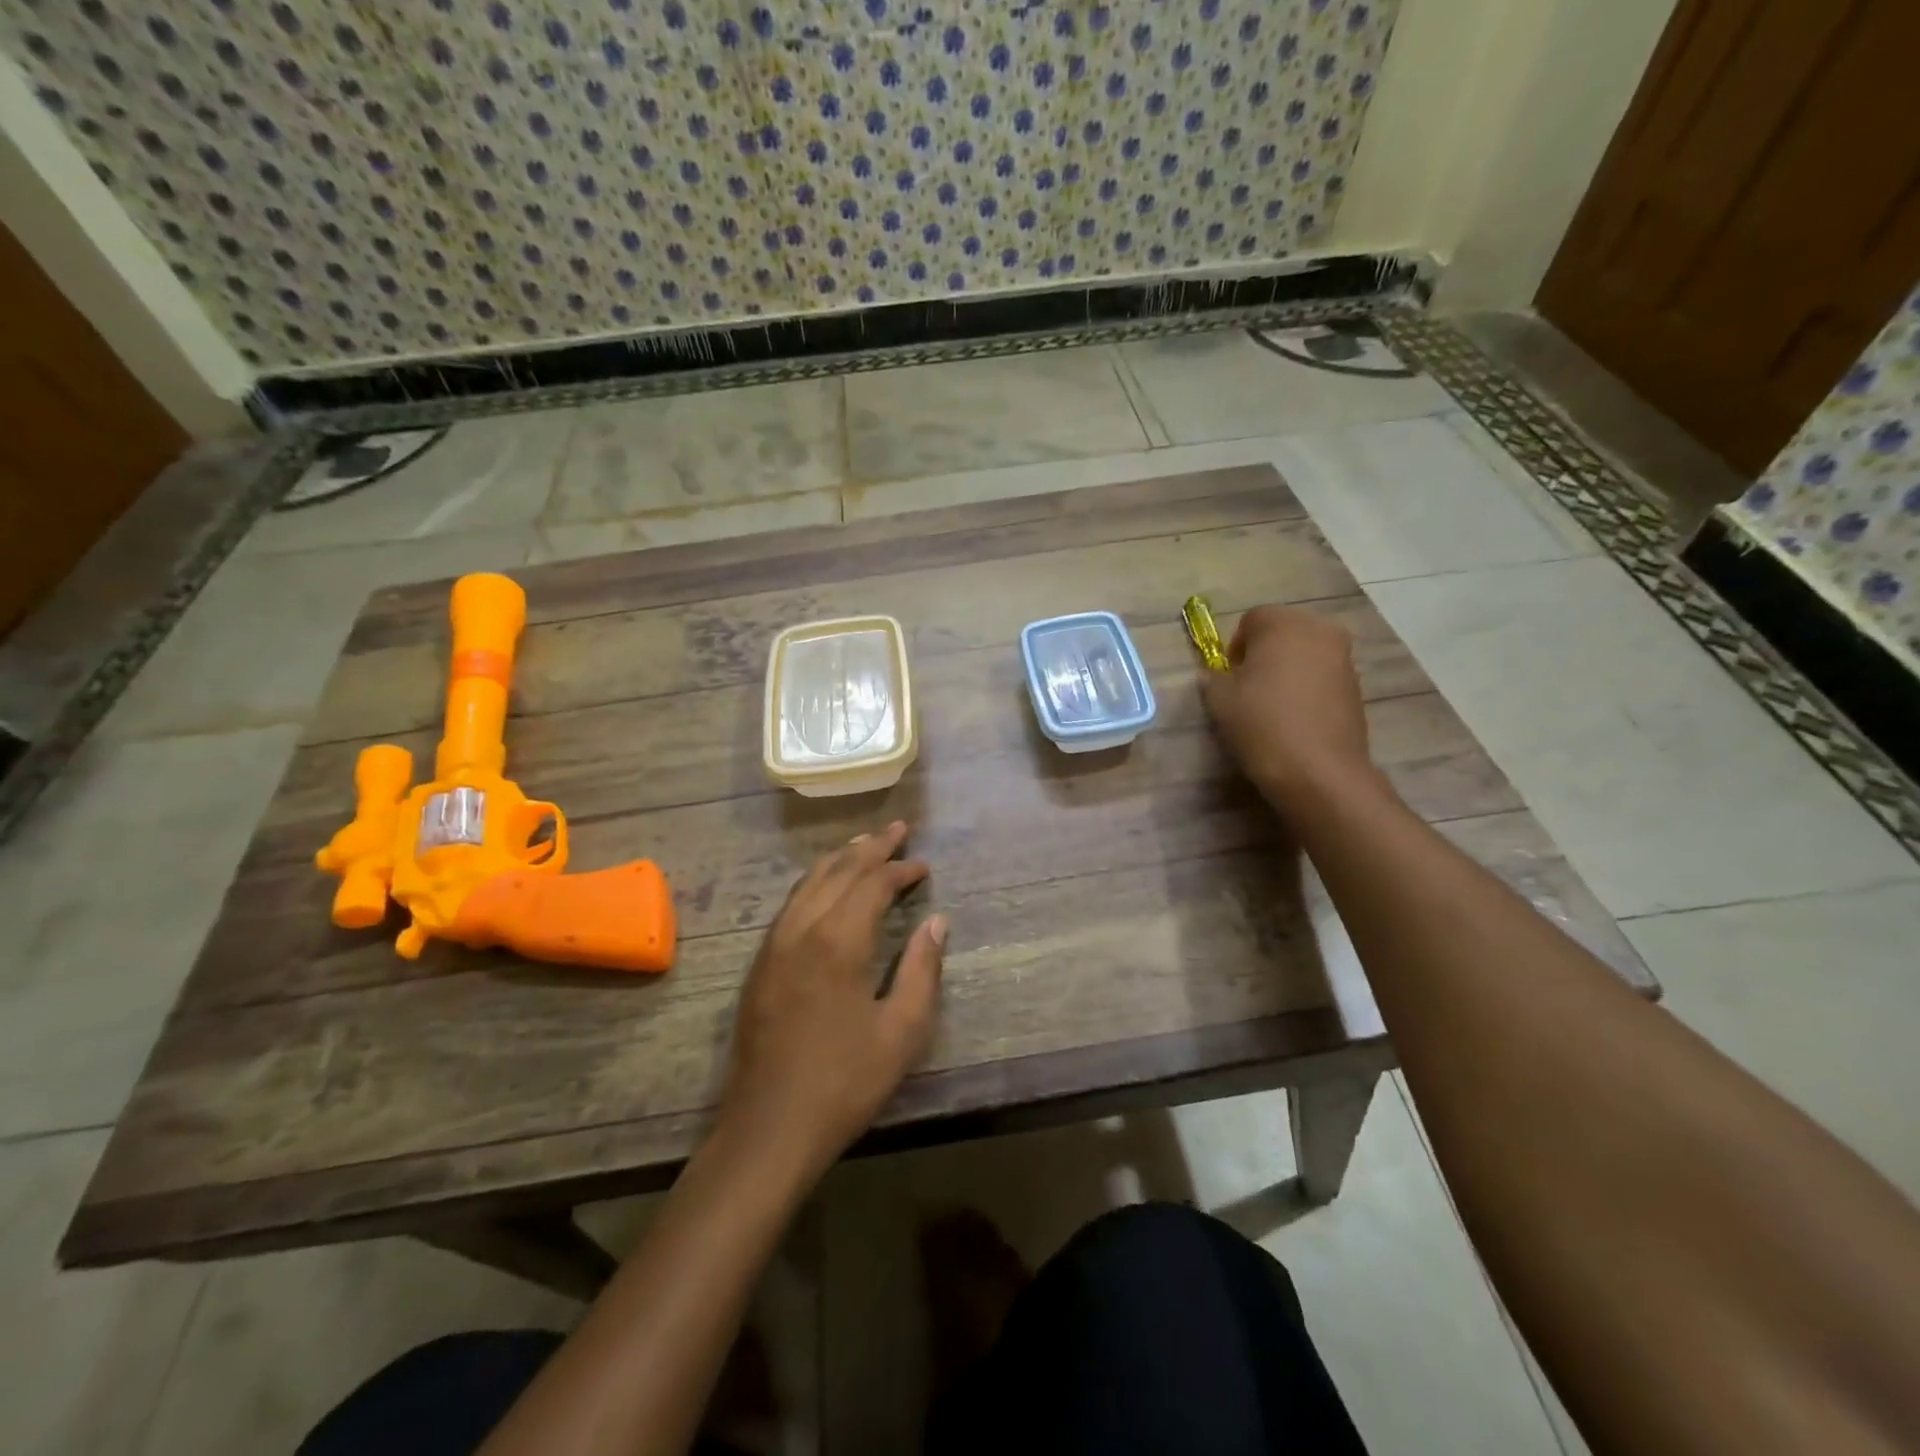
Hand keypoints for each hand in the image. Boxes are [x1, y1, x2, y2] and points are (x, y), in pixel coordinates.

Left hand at [719, 820, 947, 1174]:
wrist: (770, 1128)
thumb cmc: (845, 1081)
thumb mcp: (902, 1031)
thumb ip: (922, 969)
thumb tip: (936, 922)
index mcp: (838, 941)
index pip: (872, 884)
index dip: (901, 869)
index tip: (924, 866)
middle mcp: (802, 929)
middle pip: (838, 871)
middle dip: (870, 847)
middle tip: (897, 829)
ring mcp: (775, 945)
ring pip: (808, 882)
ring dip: (840, 859)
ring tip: (864, 845)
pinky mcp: (761, 964)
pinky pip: (791, 903)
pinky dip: (815, 882)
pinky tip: (826, 888)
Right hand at [1199, 605, 1374, 808]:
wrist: (1319, 771)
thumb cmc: (1262, 724)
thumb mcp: (1219, 701)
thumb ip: (1213, 679)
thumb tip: (1214, 676)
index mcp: (1284, 624)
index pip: (1252, 619)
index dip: (1235, 647)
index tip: (1229, 677)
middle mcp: (1320, 631)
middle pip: (1283, 632)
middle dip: (1264, 654)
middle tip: (1248, 689)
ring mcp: (1344, 659)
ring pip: (1305, 654)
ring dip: (1287, 671)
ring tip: (1272, 707)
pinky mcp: (1357, 687)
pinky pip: (1322, 677)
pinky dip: (1307, 689)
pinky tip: (1295, 719)